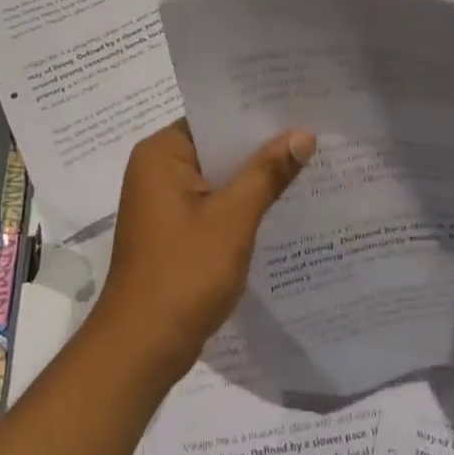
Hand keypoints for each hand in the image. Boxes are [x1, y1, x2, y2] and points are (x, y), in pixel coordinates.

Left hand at [88, 120, 315, 384]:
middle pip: (216, 146)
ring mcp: (161, 202)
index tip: (297, 105)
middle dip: (259, 146)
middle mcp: (155, 168)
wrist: (141, 349)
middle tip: (312, 133)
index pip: (214, 118)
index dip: (255, 113)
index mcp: (161, 152)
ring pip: (216, 176)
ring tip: (306, 162)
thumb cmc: (184, 273)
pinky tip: (278, 204)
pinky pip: (211, 202)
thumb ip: (267, 173)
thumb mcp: (233, 218)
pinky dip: (238, 203)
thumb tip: (303, 133)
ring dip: (251, 177)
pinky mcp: (171, 230)